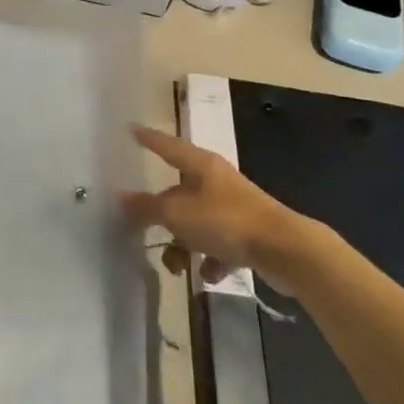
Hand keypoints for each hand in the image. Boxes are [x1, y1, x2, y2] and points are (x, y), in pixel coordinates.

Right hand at [119, 125, 304, 289]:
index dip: (149, 138)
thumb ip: (147, 207)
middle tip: (142, 228)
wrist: (284, 250)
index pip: (168, 145)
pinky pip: (218, 245)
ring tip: (179, 267)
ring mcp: (234, 207)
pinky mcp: (248, 234)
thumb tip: (119, 197)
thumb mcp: (178, 214)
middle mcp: (217, 181)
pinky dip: (210, 260)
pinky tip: (209, 274)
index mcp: (201, 165)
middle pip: (179, 192)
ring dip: (184, 245)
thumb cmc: (226, 221)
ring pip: (197, 223)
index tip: (132, 129)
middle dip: (162, 215)